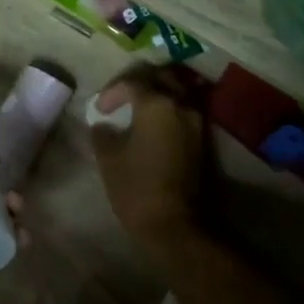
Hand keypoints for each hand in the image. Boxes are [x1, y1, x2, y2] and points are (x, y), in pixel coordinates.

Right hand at [88, 66, 208, 254]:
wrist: (178, 226)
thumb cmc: (138, 189)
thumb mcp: (109, 159)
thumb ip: (103, 134)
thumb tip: (104, 126)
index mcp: (156, 104)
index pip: (132, 82)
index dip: (112, 92)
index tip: (100, 110)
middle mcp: (181, 105)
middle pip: (161, 77)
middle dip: (138, 83)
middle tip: (120, 98)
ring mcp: (197, 122)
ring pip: (177, 92)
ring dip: (156, 94)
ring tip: (137, 111)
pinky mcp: (203, 140)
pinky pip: (184, 110)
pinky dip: (168, 109)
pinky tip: (152, 125)